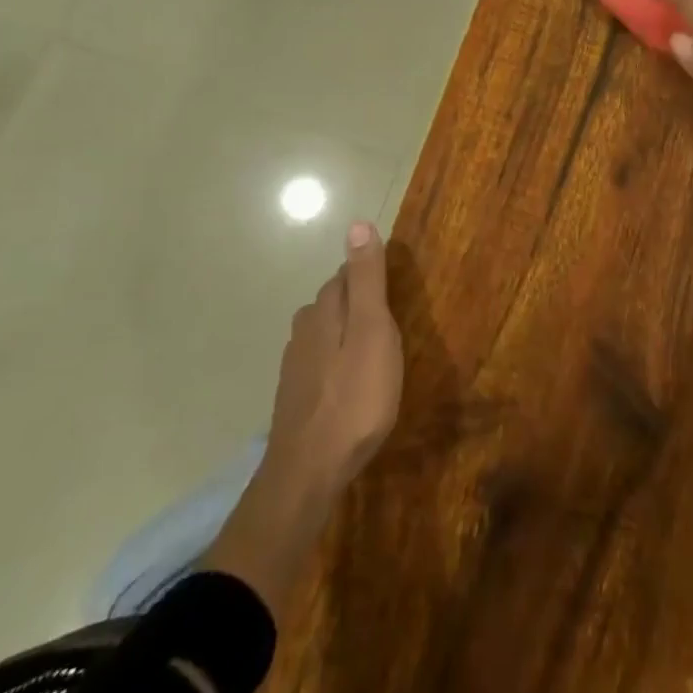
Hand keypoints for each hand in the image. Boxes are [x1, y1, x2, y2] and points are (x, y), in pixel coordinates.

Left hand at [264, 221, 404, 495]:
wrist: (309, 469)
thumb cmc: (356, 397)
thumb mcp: (374, 332)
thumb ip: (367, 280)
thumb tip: (357, 223)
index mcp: (325, 309)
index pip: (347, 274)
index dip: (371, 275)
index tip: (396, 287)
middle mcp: (305, 328)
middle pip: (334, 300)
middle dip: (359, 301)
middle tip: (393, 318)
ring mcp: (296, 363)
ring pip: (325, 331)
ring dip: (348, 332)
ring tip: (376, 349)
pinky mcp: (295, 392)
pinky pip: (320, 360)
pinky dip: (338, 360)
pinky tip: (351, 380)